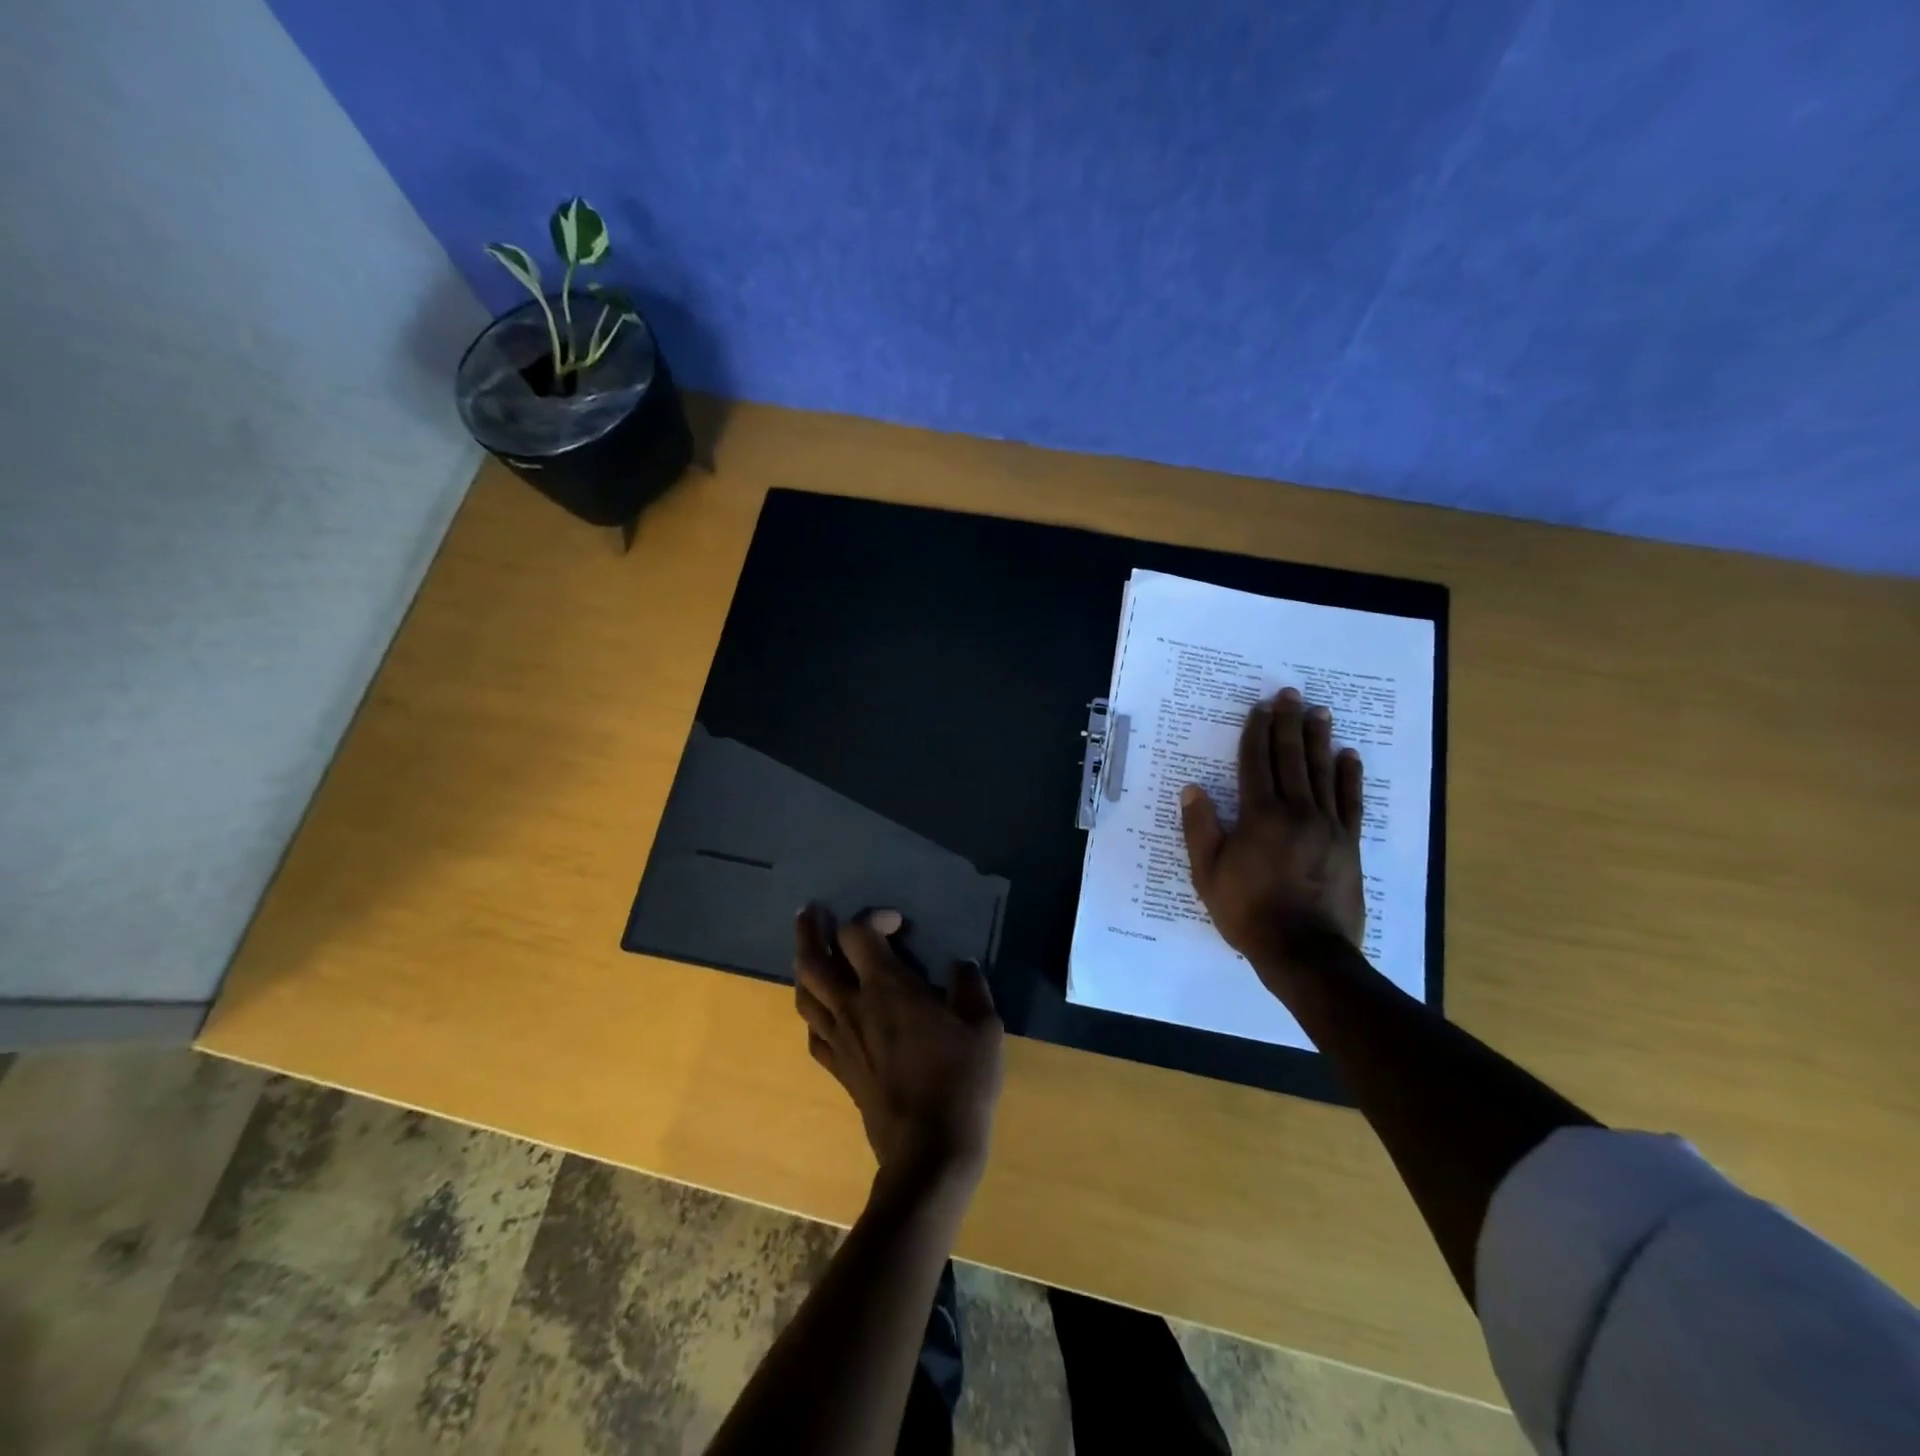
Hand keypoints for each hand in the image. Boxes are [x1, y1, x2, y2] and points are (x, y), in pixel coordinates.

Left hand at [793, 908, 1004, 1193]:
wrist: (929, 1150)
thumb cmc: (960, 1080)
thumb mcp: (983, 1025)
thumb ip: (970, 985)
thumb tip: (961, 965)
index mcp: (886, 987)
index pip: (857, 933)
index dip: (872, 918)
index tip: (897, 925)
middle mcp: (853, 1007)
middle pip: (813, 960)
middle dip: (809, 931)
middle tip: (811, 912)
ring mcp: (840, 1040)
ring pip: (804, 995)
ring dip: (803, 966)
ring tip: (809, 952)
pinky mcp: (839, 1070)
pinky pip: (813, 1032)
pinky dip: (813, 1011)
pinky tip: (823, 1010)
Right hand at [1179, 687, 1366, 986]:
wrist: (1304, 951)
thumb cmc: (1248, 911)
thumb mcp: (1208, 873)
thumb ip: (1200, 828)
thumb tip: (1192, 789)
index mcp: (1259, 815)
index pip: (1256, 762)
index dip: (1256, 732)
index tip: (1259, 707)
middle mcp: (1296, 811)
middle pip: (1291, 758)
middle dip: (1288, 724)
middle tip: (1290, 695)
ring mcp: (1328, 825)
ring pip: (1322, 772)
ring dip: (1319, 740)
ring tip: (1319, 712)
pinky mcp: (1349, 843)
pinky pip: (1351, 801)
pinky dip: (1349, 776)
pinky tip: (1349, 756)